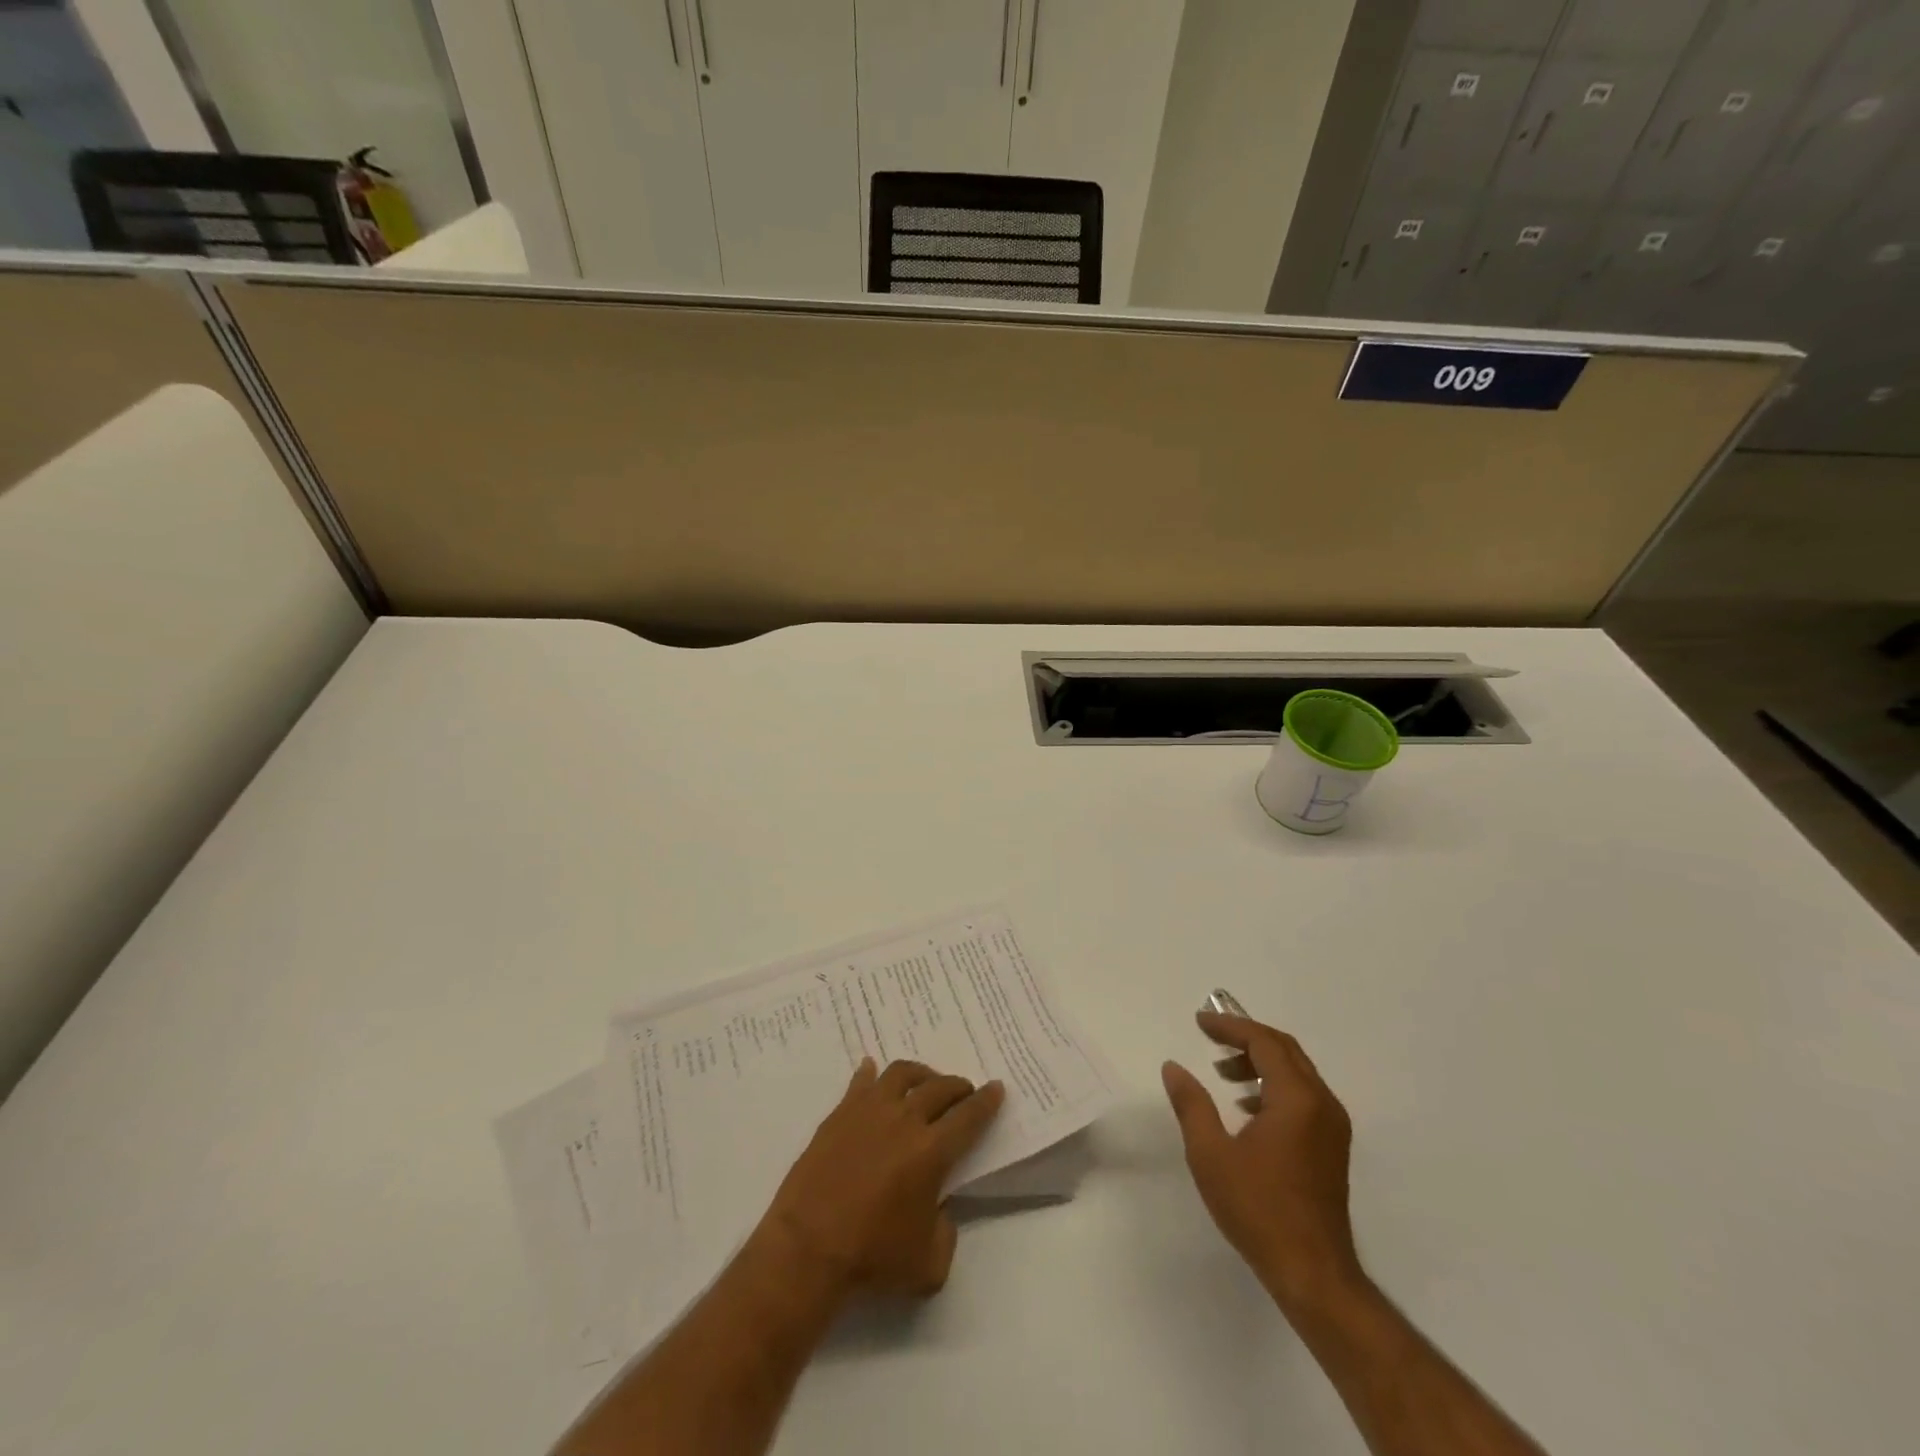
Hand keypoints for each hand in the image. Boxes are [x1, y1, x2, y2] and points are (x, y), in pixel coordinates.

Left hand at [757, 1058, 1004, 1299]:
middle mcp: (905, 1119)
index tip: (996, 1087)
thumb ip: (946, 1232)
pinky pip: (860, 1082)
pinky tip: (872, 1070)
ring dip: (921, 1073)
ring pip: (902, 1073)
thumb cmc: (872, 1257)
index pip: (969, 1116)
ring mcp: (869, 1111)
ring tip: (925, 1081)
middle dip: (958, 1086)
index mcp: (932, 1151)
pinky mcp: (840, 1114)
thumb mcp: (929, 1265)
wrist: (808, 1247)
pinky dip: (871, 1073)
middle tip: (964, 1091)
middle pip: (940, 1088)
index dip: (986, 1101)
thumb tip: (939, 1208)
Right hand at [1162, 1012, 1364, 1315]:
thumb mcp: (1211, 1154)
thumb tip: (1173, 1067)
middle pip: (1284, 1049)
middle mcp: (1322, 1103)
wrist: (1312, 1273)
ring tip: (1223, 1073)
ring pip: (1297, 1072)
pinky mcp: (1332, 1146)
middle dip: (1246, 1037)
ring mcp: (1332, 1126)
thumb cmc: (1258, 1209)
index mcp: (1296, 1099)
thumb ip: (1191, 1104)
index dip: (1230, 1026)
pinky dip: (1274, 1085)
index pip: (1264, 1041)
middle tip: (1210, 1037)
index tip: (1199, 1022)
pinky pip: (1304, 1095)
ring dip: (1260, 1062)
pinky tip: (1247, 1108)